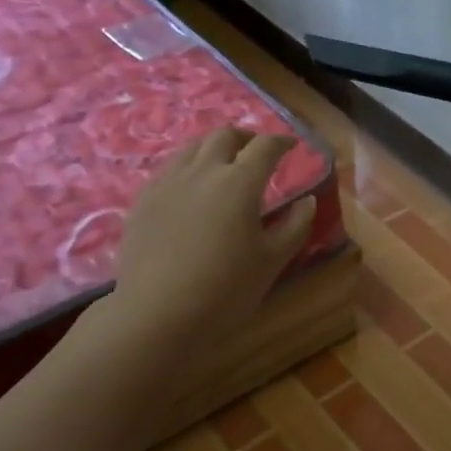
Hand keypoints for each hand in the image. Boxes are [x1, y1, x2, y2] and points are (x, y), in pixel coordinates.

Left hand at [101, 127, 316, 343]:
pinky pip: (169, 169)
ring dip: (214, 147)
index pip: (265, 147)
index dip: (282, 141)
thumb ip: (294, 226)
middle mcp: (202, 171)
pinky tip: (191, 189)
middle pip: (224, 136)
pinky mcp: (143, 199)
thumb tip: (308, 201)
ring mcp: (167, 182)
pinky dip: (189, 167)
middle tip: (258, 151)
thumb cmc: (226, 289)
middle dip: (246, 137)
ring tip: (224, 164)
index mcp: (239, 183)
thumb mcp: (272, 261)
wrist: (157, 314)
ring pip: (192, 147)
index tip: (293, 145)